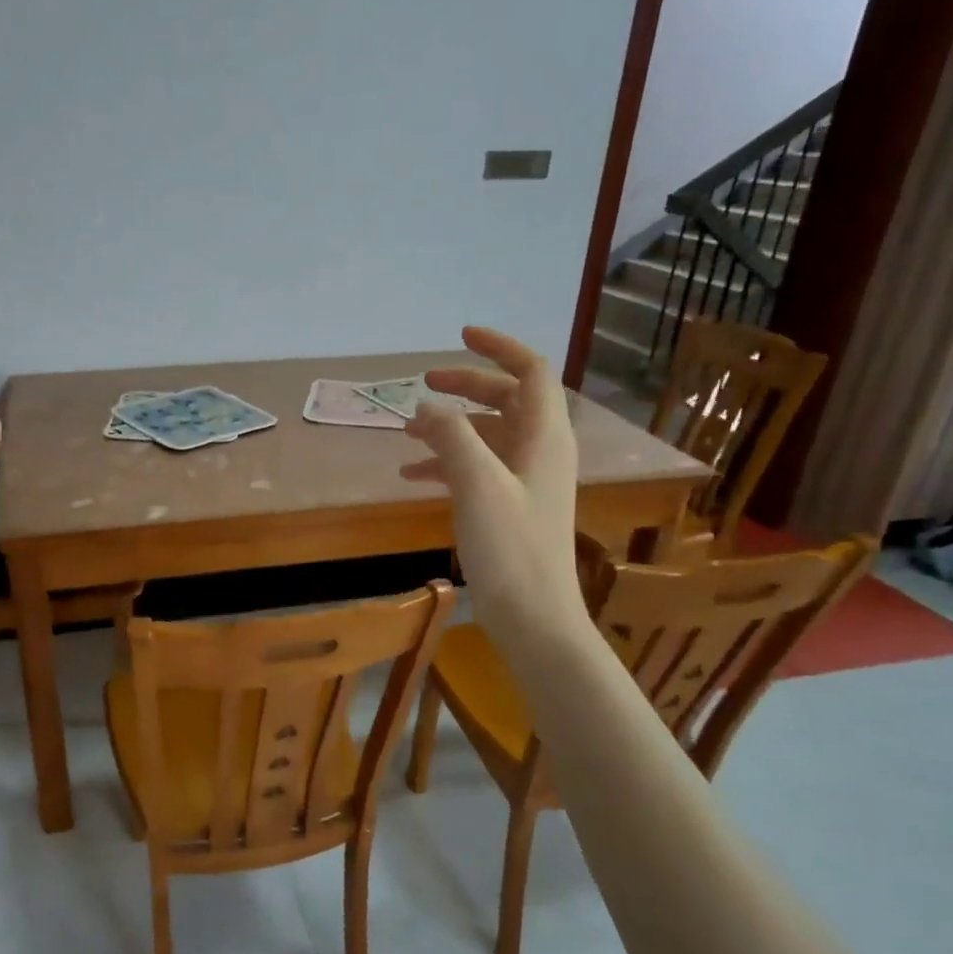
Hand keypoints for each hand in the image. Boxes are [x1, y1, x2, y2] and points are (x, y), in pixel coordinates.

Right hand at [400, 326, 588, 645]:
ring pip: (488, 434)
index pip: (531, 371)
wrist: (533, 617)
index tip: (461, 336)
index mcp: (544, 436)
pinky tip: (413, 474)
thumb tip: (425, 407)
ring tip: (407, 433)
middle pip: (507, 399)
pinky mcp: (510, 505)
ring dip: (451, 427)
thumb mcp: (477, 483)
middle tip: (424, 385)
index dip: (499, 348)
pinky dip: (447, 462)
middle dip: (466, 387)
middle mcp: (540, 450)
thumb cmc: (511, 547)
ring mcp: (526, 479)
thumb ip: (451, 436)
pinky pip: (478, 467)